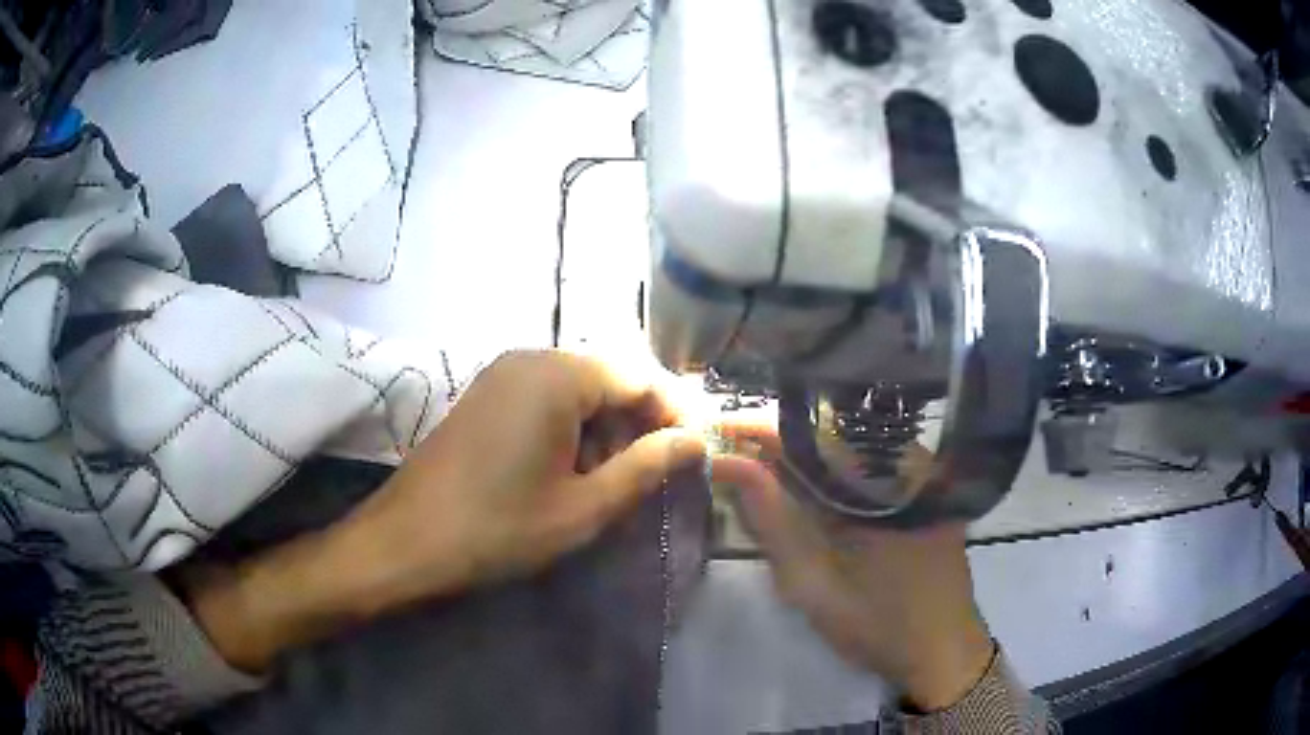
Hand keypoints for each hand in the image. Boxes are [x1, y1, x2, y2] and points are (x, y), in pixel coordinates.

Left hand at [183, 350, 705, 671]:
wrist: (406, 541)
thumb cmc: (498, 529)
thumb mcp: (582, 507)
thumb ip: (645, 467)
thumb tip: (695, 440)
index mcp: (557, 375)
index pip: (639, 375)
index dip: (675, 411)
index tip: (698, 449)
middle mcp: (530, 358)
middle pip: (608, 376)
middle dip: (640, 420)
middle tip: (658, 471)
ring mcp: (501, 373)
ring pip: (578, 387)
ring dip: (606, 425)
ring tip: (616, 478)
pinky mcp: (485, 394)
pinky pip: (546, 396)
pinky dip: (573, 426)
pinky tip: (573, 468)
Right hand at [711, 425, 994, 711]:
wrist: (943, 652)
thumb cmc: (879, 625)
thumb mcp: (813, 584)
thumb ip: (770, 522)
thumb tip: (727, 465)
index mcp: (887, 483)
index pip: (815, 435)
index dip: (762, 427)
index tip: (718, 427)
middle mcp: (911, 463)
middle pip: (834, 431)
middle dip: (779, 437)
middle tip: (732, 449)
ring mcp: (925, 474)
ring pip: (852, 445)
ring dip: (804, 452)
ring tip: (758, 463)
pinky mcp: (928, 489)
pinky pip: (871, 463)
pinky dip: (832, 469)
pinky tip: (805, 485)